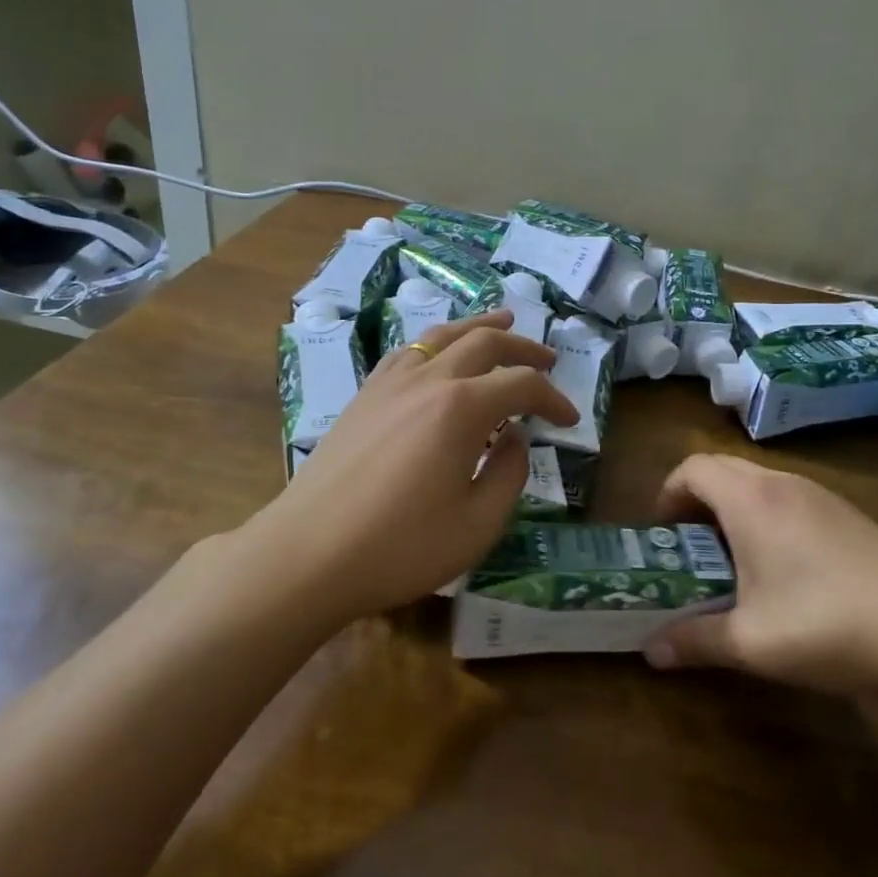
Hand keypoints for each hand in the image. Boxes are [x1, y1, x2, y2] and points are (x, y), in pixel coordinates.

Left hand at [255, 311, 578, 618]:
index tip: (569, 419)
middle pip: (484, 343)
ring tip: (502, 322)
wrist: (308, 554)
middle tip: (547, 360)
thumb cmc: (400, 546)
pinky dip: (436, 343)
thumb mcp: (477, 524)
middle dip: (522, 348)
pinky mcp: (364, 396)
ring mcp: (390, 383)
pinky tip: (438, 353)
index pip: (521, 385)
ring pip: (442, 335)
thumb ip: (509, 473)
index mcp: (461, 408)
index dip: (553, 398)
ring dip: (479, 327)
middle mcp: (428, 380)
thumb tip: (517, 438)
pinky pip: (408, 351)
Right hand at [641, 455, 877, 697]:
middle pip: (722, 469)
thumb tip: (650, 652)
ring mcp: (820, 496)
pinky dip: (766, 520)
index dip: (667, 493)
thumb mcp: (752, 642)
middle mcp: (782, 484)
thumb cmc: (828, 623)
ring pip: (758, 485)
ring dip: (733, 511)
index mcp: (750, 499)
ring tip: (731, 564)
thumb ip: (695, 641)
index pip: (692, 468)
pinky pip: (788, 500)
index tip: (661, 535)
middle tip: (688, 549)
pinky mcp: (848, 515)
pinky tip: (783, 573)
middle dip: (696, 501)